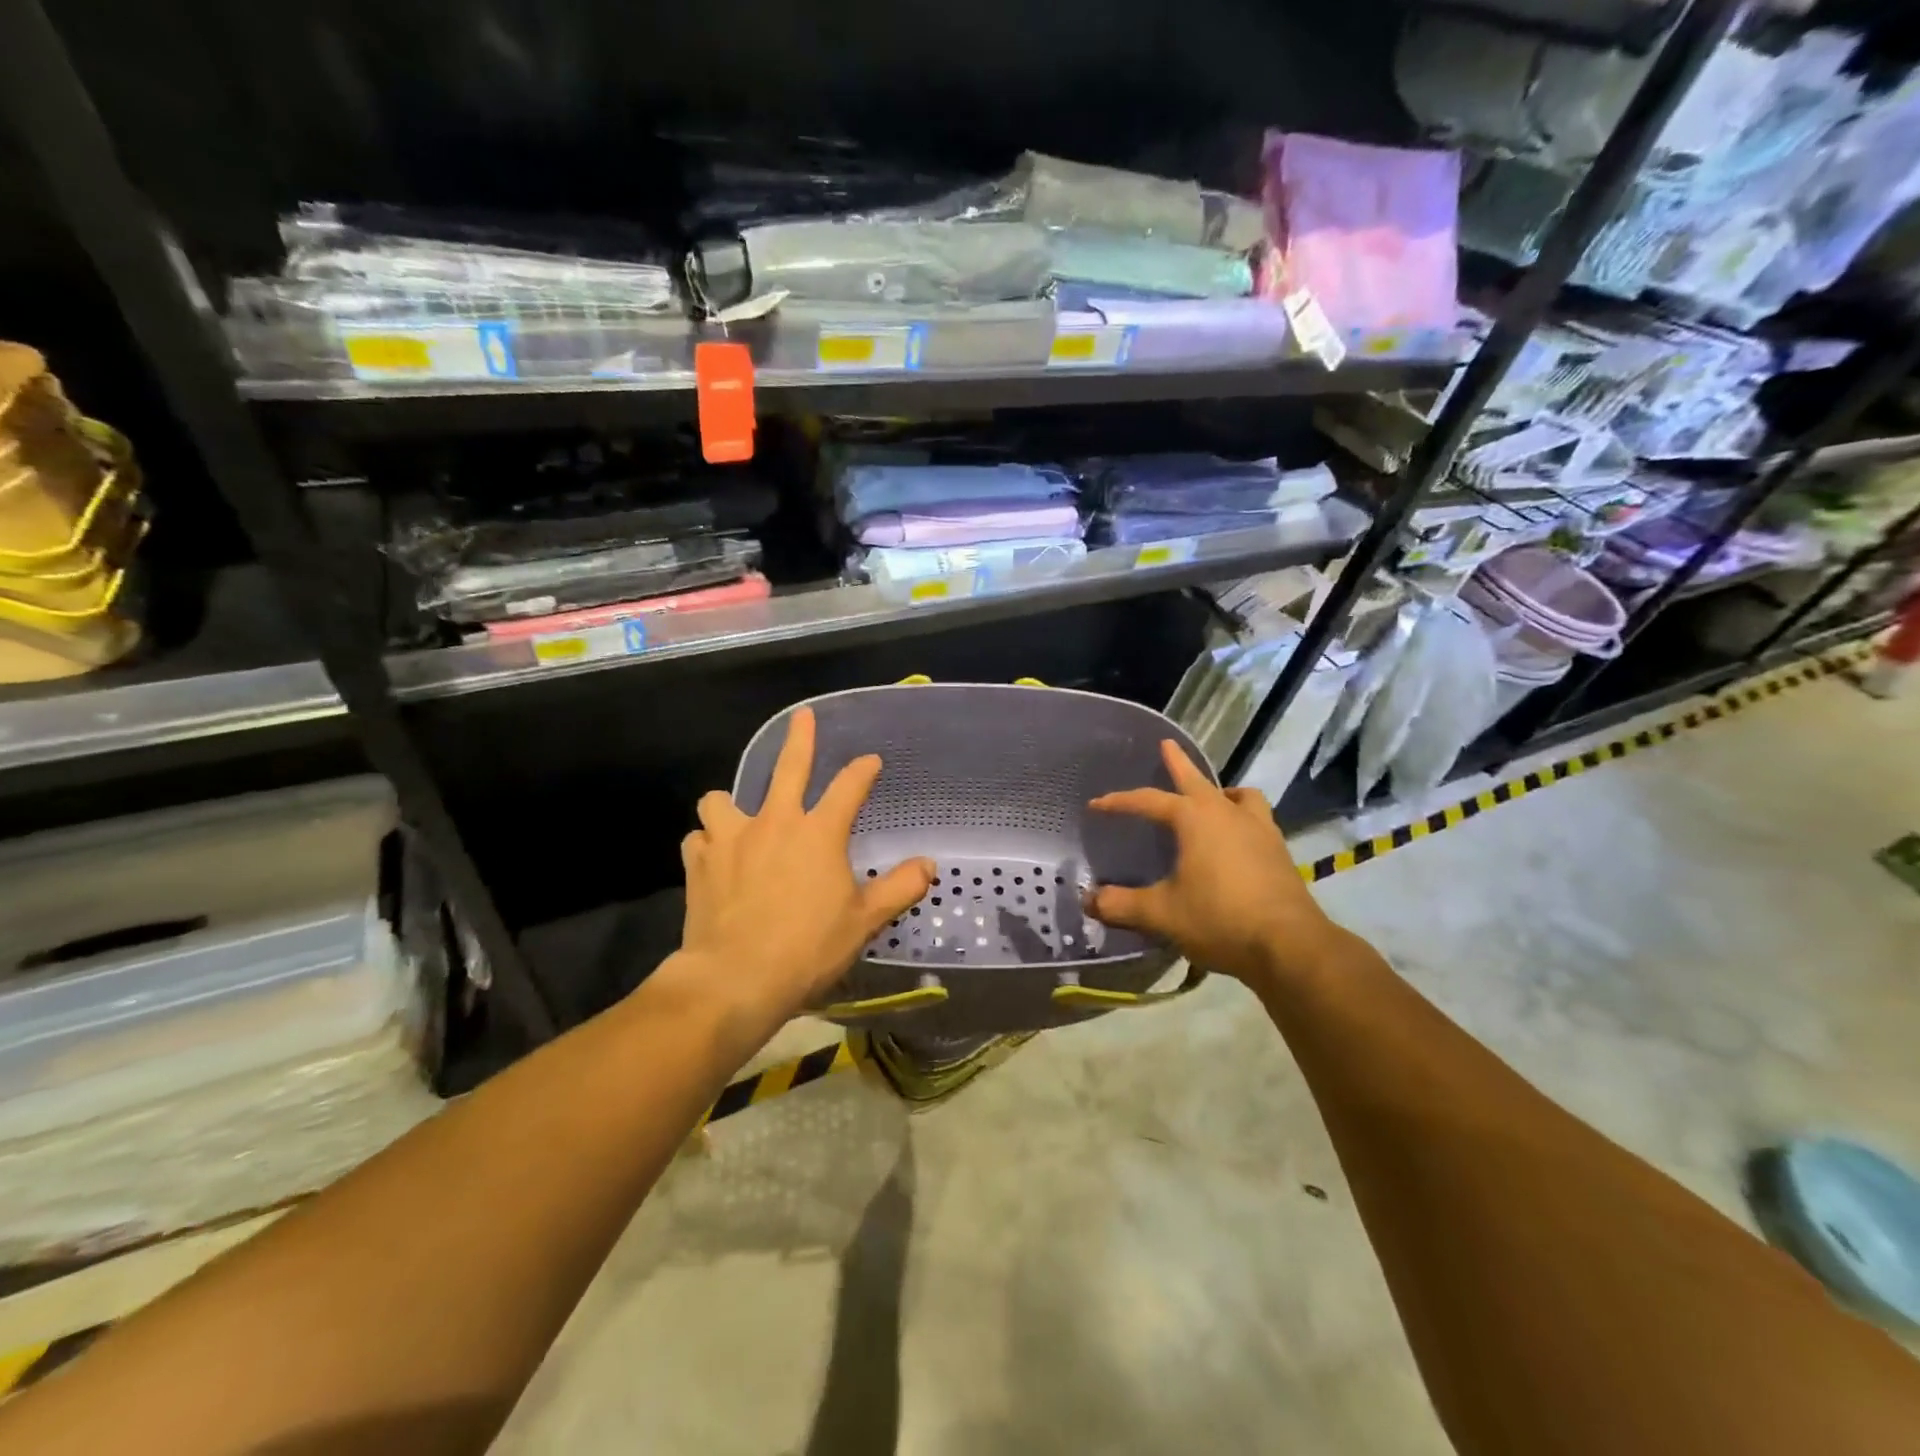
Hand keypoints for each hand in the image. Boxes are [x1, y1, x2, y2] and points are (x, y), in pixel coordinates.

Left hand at [672, 706, 934, 1033]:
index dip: (863, 770)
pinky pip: (697, 838)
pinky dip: (706, 843)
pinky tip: (712, 857)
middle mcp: (774, 823)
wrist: (736, 979)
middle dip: (800, 738)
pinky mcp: (698, 863)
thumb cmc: (808, 948)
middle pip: (788, 768)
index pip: (849, 787)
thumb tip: (928, 865)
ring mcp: (730, 839)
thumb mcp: (864, 921)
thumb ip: (899, 888)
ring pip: (720, 799)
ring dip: (729, 804)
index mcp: (818, 833)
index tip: (871, 761)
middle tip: (803, 717)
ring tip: (736, 816)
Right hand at [1086, 739, 1338, 987]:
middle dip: (1178, 763)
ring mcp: (1259, 829)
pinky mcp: (1278, 851)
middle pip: (1196, 780)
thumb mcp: (1161, 914)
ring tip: (1213, 798)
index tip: (1096, 805)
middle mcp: (1226, 813)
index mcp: (1194, 819)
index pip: (1148, 801)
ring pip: (1238, 796)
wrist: (1289, 945)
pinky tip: (1237, 839)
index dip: (1119, 802)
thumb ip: (1121, 905)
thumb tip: (1088, 901)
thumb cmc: (1219, 919)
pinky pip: (1257, 819)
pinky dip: (1242, 818)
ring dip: (1221, 792)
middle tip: (1167, 745)